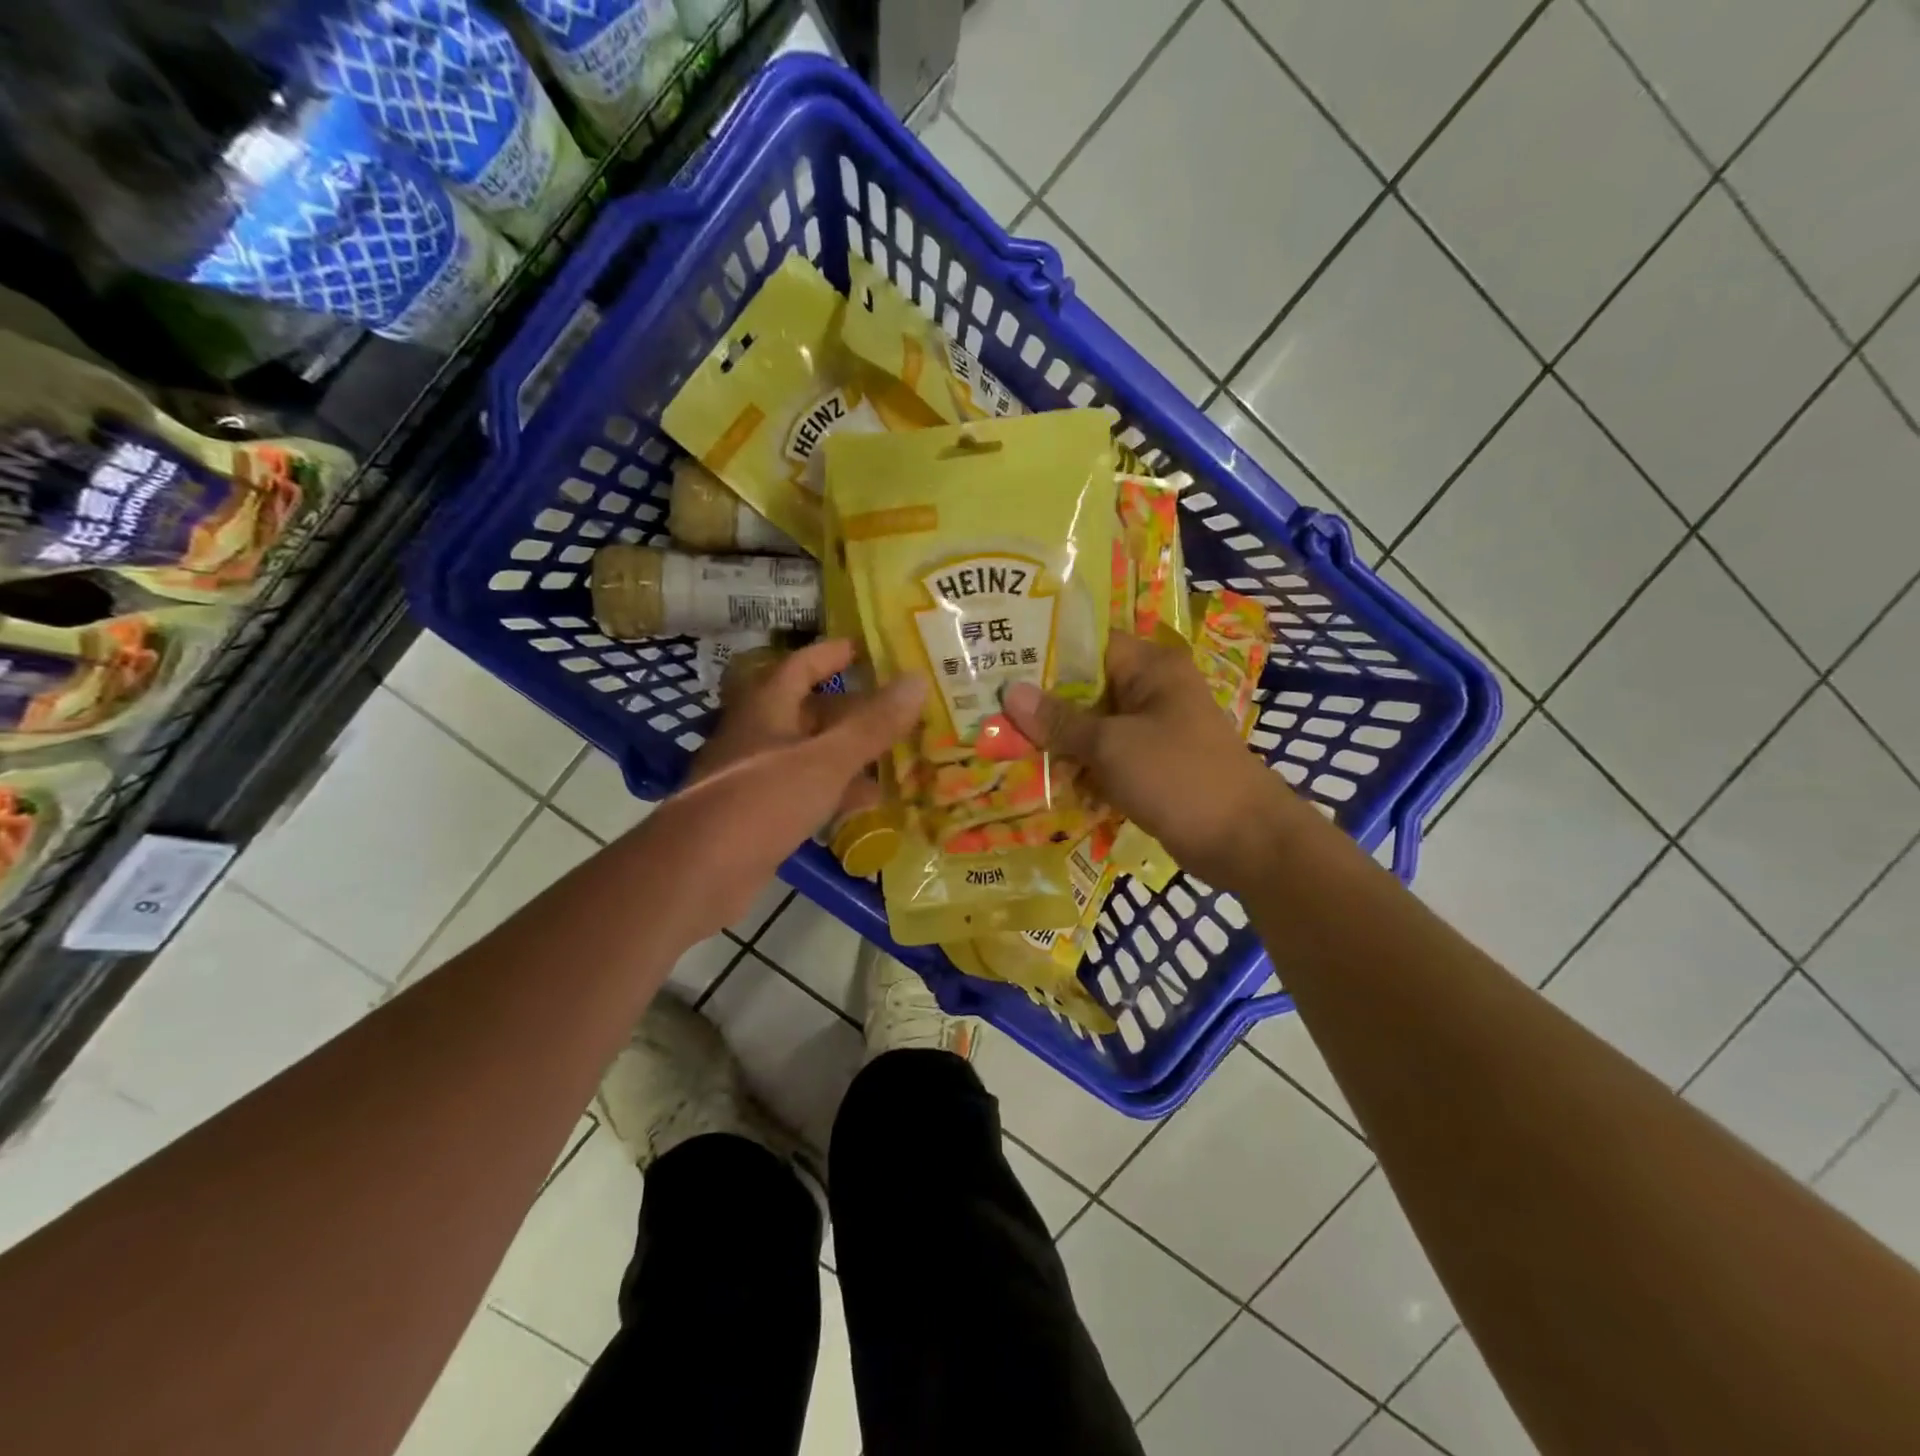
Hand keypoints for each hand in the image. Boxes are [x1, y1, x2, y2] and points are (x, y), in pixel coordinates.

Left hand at [644, 639, 923, 937]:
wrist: (698, 871)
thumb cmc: (762, 801)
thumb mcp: (826, 760)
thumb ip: (872, 724)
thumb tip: (918, 680)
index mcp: (767, 708)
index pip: (802, 665)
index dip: (833, 654)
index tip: (868, 648)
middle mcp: (758, 735)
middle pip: (810, 711)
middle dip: (853, 710)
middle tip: (898, 710)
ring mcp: (756, 776)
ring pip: (811, 754)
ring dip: (849, 754)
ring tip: (895, 757)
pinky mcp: (758, 815)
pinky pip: (805, 791)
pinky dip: (835, 792)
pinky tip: (867, 805)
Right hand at [1003, 633, 1311, 890]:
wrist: (1243, 841)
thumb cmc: (1178, 777)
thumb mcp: (1112, 745)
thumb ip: (1060, 720)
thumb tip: (1010, 692)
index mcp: (1150, 667)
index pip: (1087, 644)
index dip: (1043, 652)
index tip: (998, 663)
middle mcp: (1151, 691)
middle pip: (1085, 688)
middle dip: (1042, 705)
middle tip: (989, 711)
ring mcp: (1152, 730)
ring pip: (1092, 726)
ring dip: (1057, 741)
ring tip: (1003, 746)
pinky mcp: (1150, 765)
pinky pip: (1105, 757)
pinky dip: (1079, 767)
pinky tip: (1041, 779)